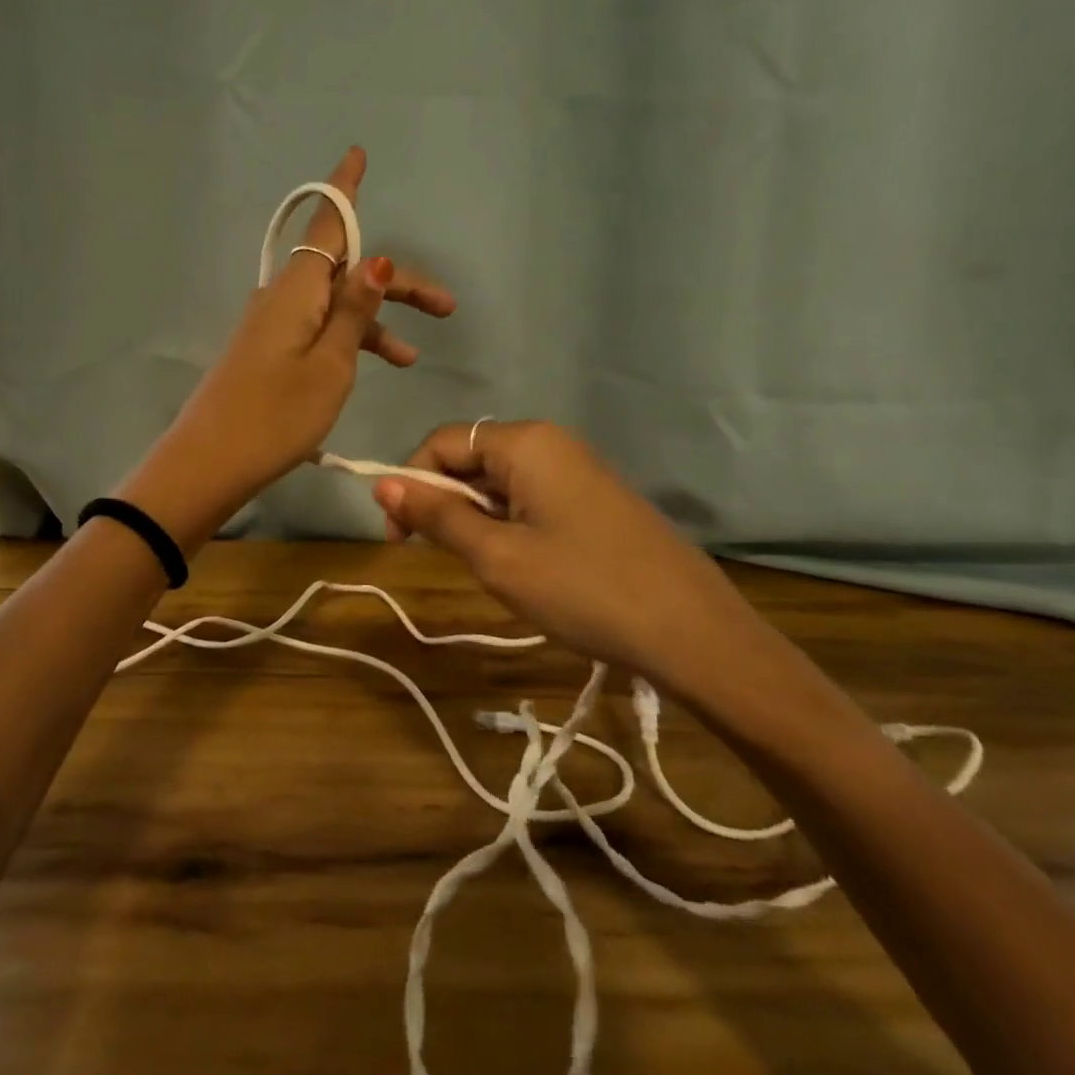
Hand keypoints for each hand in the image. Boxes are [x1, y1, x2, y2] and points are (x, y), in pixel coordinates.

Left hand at [123, 147, 454, 546]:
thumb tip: (377, 258)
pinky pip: (317, 330)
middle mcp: (282, 297)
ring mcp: (271, 325)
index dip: (345, 190)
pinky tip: (367, 368)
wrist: (208, 464)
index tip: (358, 154)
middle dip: (395, 284)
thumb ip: (354, 311)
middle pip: (344, 270)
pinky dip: (347, 342)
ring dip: (374, 323)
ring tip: (412, 359)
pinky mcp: (266, 352)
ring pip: (334, 305)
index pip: (328, 225)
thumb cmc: (275, 415)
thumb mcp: (330, 365)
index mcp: (297, 289)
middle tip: (446, 307)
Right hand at [372, 420, 774, 699]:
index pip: (441, 442)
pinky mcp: (594, 501)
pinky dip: (508, 526)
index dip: (409, 482)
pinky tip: (521, 567)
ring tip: (487, 569)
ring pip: (499, 483)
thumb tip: (381, 482)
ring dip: (476, 519)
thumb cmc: (583, 588)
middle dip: (444, 503)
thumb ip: (437, 514)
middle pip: (471, 459)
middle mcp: (551, 443)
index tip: (399, 538)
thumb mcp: (497, 555)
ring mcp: (578, 471)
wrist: (693, 633)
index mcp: (525, 442)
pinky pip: (531, 500)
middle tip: (442, 559)